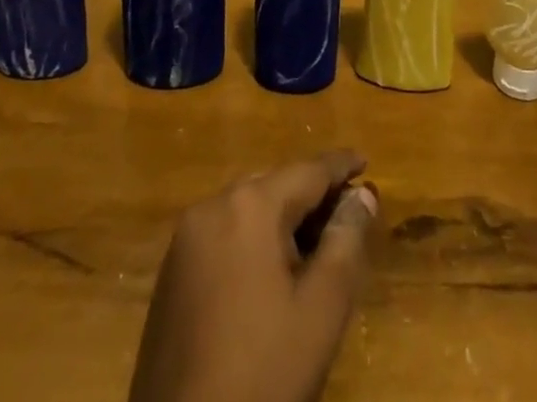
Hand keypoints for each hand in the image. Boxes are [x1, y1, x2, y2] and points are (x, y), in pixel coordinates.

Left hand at [128, 151, 377, 401]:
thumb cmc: (262, 374)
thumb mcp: (321, 310)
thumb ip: (346, 241)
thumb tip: (362, 194)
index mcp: (250, 206)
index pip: (308, 171)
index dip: (341, 166)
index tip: (365, 161)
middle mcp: (213, 206)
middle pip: (276, 185)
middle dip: (312, 196)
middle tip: (346, 214)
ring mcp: (185, 241)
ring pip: (248, 209)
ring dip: (282, 219)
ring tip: (316, 245)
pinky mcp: (171, 274)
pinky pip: (224, 235)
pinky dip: (253, 240)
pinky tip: (272, 273)